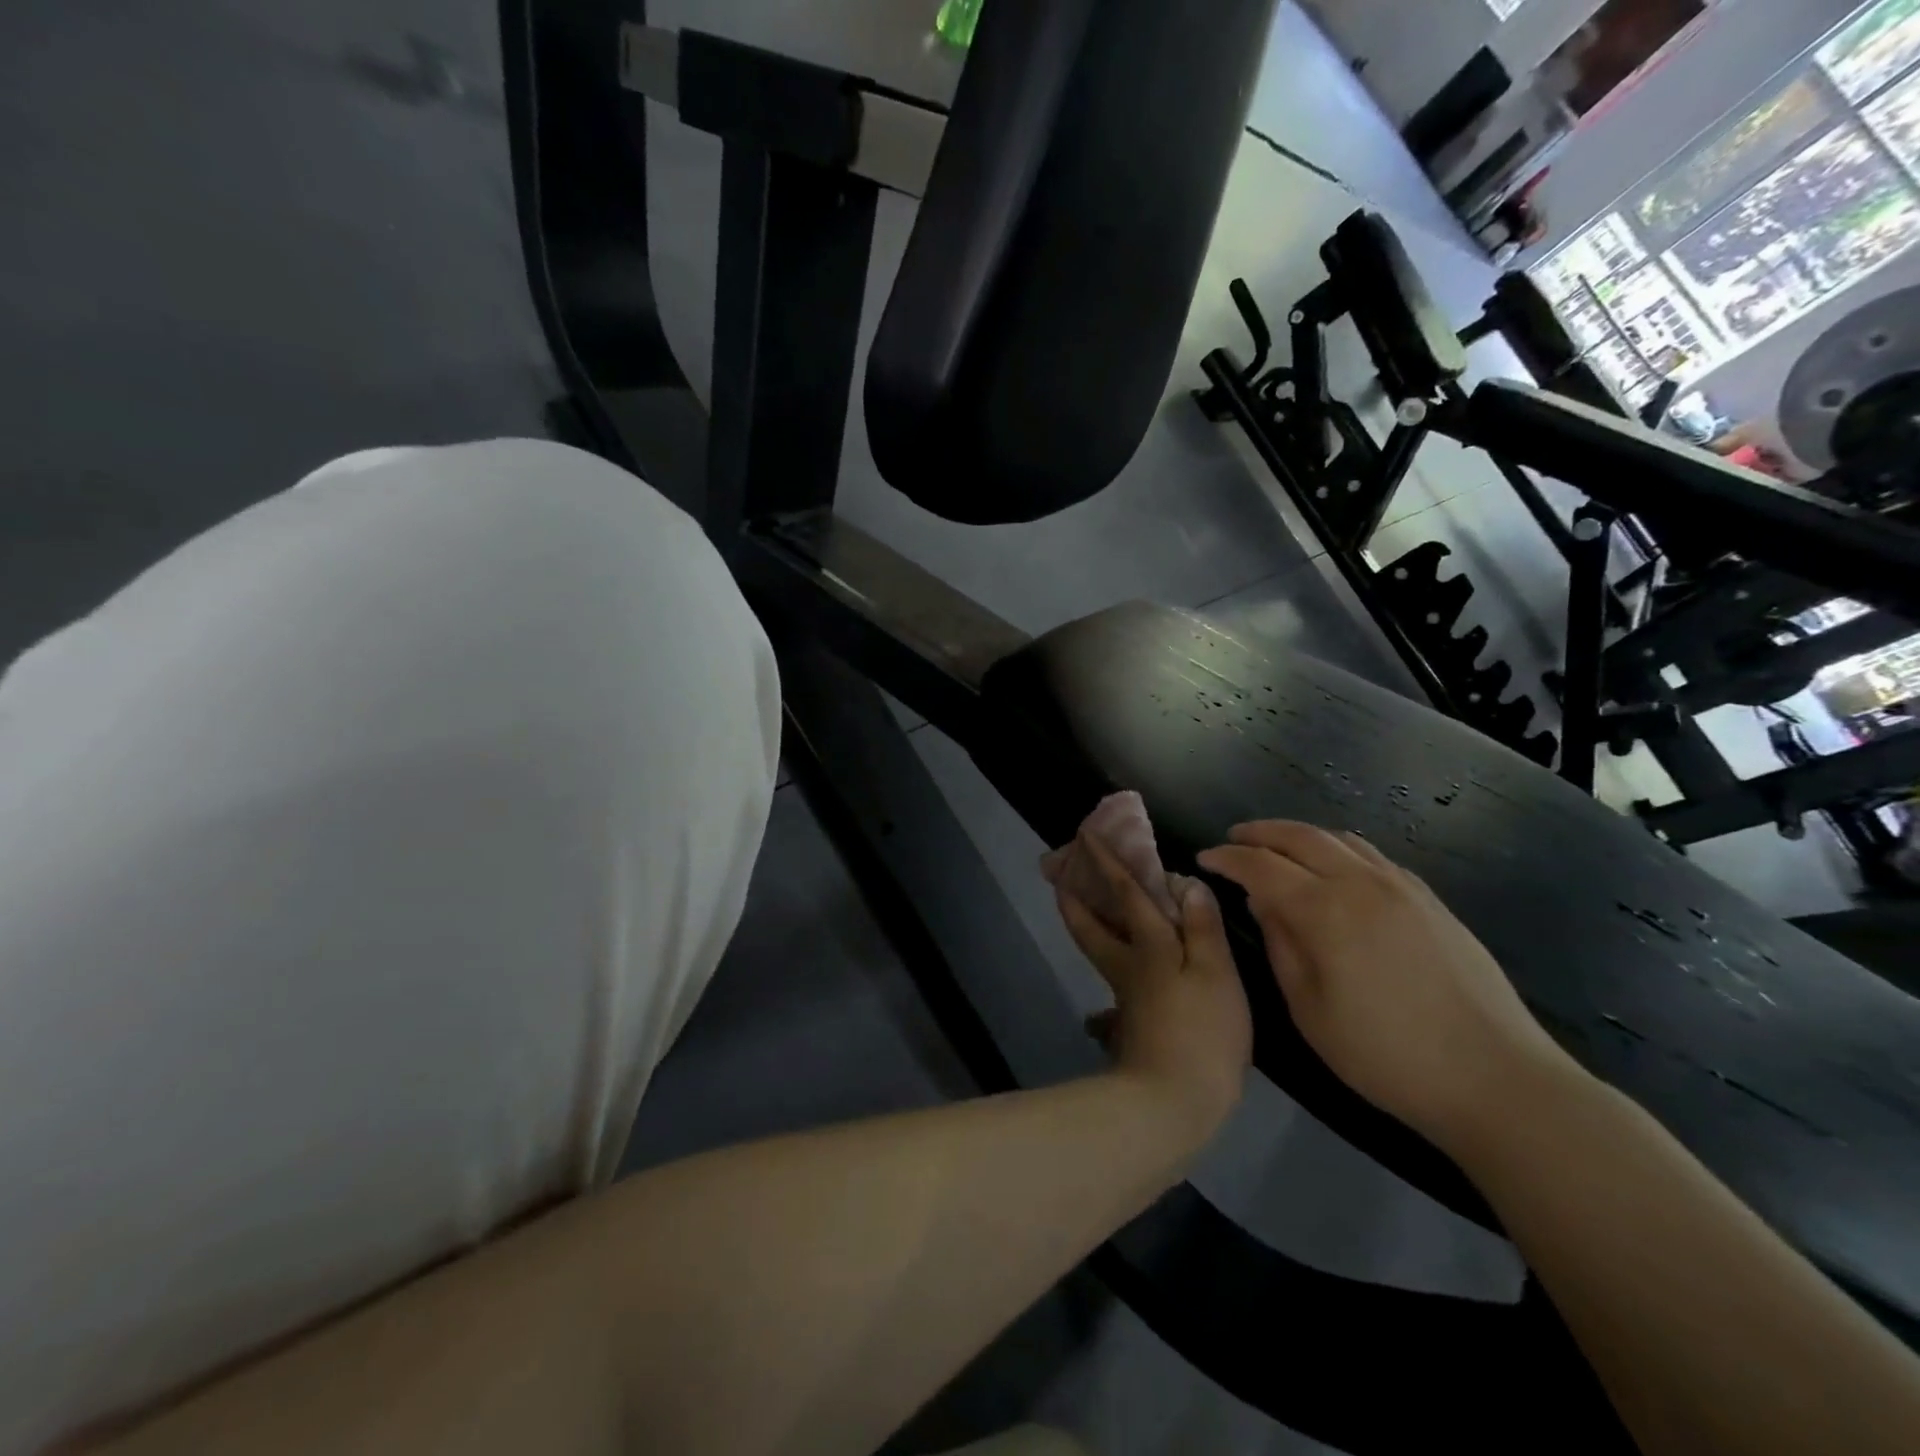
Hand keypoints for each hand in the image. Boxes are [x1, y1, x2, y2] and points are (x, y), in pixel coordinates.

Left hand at [1053, 833, 1250, 1139]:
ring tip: (1084, 902)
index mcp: (1148, 945)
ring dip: (1086, 918)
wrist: (1172, 1101)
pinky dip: (1109, 954)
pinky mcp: (1129, 1018)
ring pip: (1096, 945)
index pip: (1124, 892)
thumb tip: (1185, 884)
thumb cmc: (1201, 1032)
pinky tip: (1123, 959)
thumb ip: (1201, 928)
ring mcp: (1124, 992)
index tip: (1086, 834)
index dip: (1107, 861)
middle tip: (1061, 871)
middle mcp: (1126, 963)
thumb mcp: (1215, 975)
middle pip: (1090, 922)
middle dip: (1074, 893)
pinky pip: (1113, 970)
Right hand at [1198, 821, 1576, 1153]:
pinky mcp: (1430, 900)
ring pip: (1340, 839)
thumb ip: (1281, 945)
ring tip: (1278, 846)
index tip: (1205, 858)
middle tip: (1233, 838)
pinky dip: (1339, 848)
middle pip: (1300, 837)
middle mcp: (1361, 883)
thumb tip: (1262, 902)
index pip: (1261, 866)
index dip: (1228, 858)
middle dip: (1260, 832)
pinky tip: (1334, 867)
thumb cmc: (1385, 1055)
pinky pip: (1373, 855)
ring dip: (1299, 834)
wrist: (1495, 1078)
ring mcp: (1401, 887)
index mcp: (1325, 911)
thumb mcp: (1309, 1009)